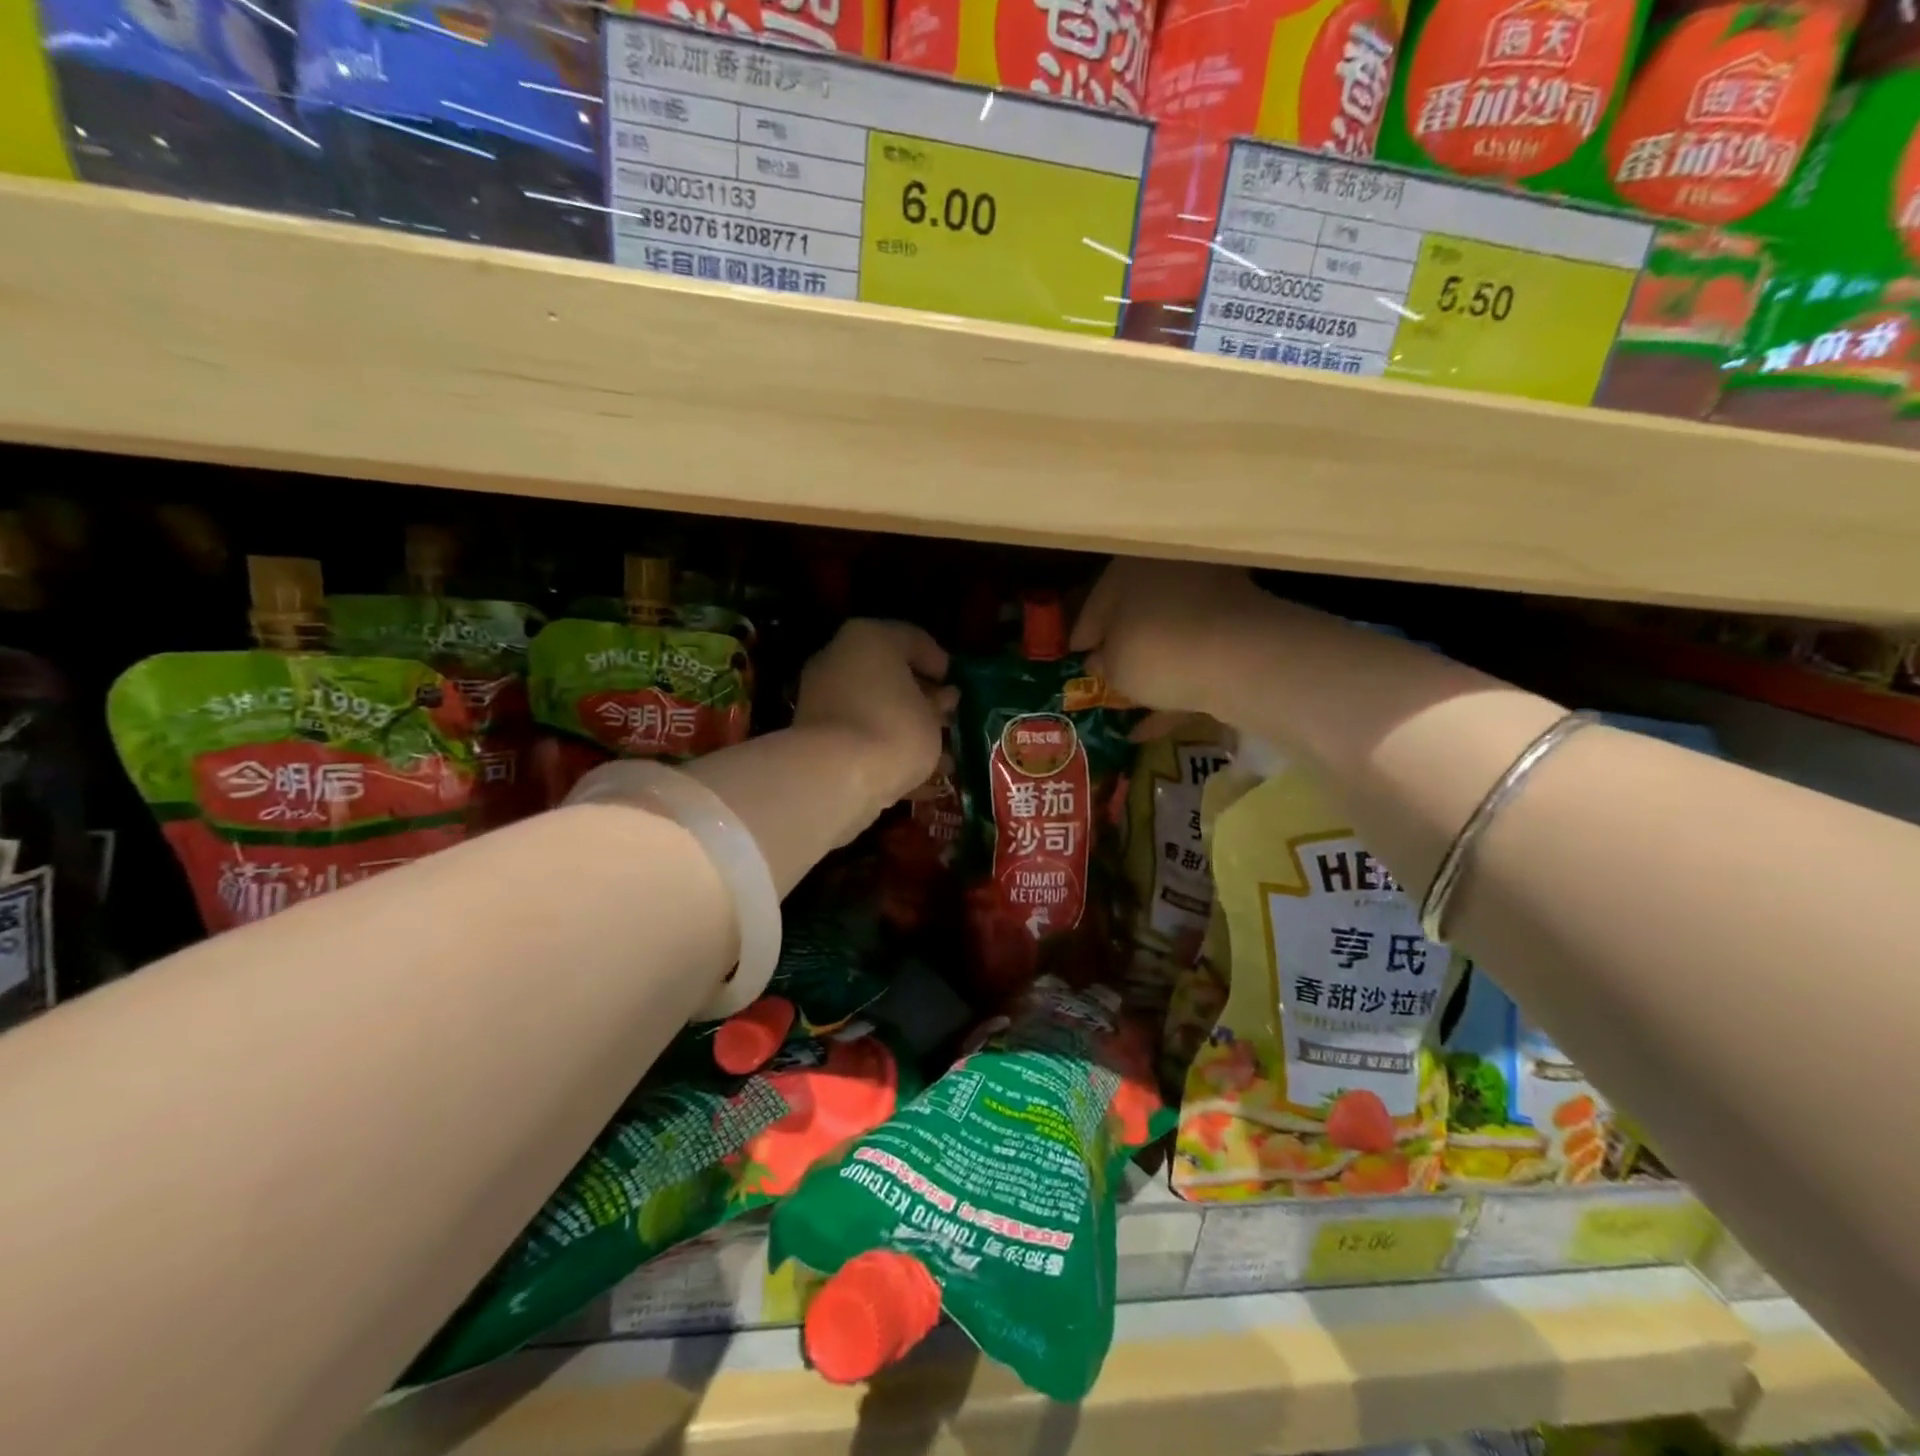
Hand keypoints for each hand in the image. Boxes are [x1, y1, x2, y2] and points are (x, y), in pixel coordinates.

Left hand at [793, 620, 955, 816]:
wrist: (833, 774)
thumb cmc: (893, 728)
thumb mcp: (931, 716)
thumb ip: (938, 704)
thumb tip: (942, 698)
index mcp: (869, 639)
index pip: (911, 639)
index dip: (937, 660)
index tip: (954, 681)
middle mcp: (839, 658)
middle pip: (887, 672)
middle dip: (919, 695)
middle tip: (945, 715)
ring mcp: (821, 695)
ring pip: (872, 705)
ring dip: (903, 724)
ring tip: (936, 751)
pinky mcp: (812, 732)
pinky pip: (856, 732)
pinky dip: (881, 747)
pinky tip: (911, 773)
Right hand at [1070, 559, 1273, 722]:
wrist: (1239, 658)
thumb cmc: (1156, 651)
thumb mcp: (1113, 665)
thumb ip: (1101, 664)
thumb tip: (1098, 663)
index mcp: (1130, 568)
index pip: (1096, 603)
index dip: (1082, 636)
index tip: (1074, 658)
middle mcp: (1170, 571)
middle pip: (1136, 615)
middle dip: (1120, 647)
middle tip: (1103, 676)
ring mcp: (1210, 596)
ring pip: (1169, 636)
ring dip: (1151, 669)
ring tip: (1129, 703)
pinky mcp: (1239, 628)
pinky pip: (1198, 657)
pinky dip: (1178, 685)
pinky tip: (1154, 725)